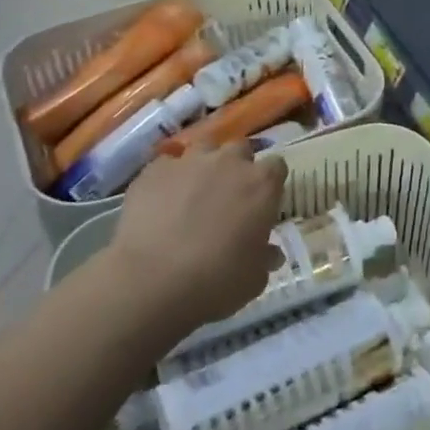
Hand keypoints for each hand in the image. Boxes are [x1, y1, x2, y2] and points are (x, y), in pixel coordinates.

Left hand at [106, 143, 286, 340]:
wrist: (152, 281)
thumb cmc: (217, 281)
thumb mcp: (254, 279)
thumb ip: (264, 257)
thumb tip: (270, 252)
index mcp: (262, 184)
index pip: (277, 167)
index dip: (269, 183)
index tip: (263, 202)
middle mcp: (229, 162)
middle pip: (240, 149)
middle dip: (237, 166)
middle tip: (228, 195)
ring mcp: (190, 161)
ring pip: (204, 148)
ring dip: (204, 164)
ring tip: (194, 191)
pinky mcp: (155, 170)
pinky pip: (167, 165)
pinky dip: (169, 178)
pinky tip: (161, 201)